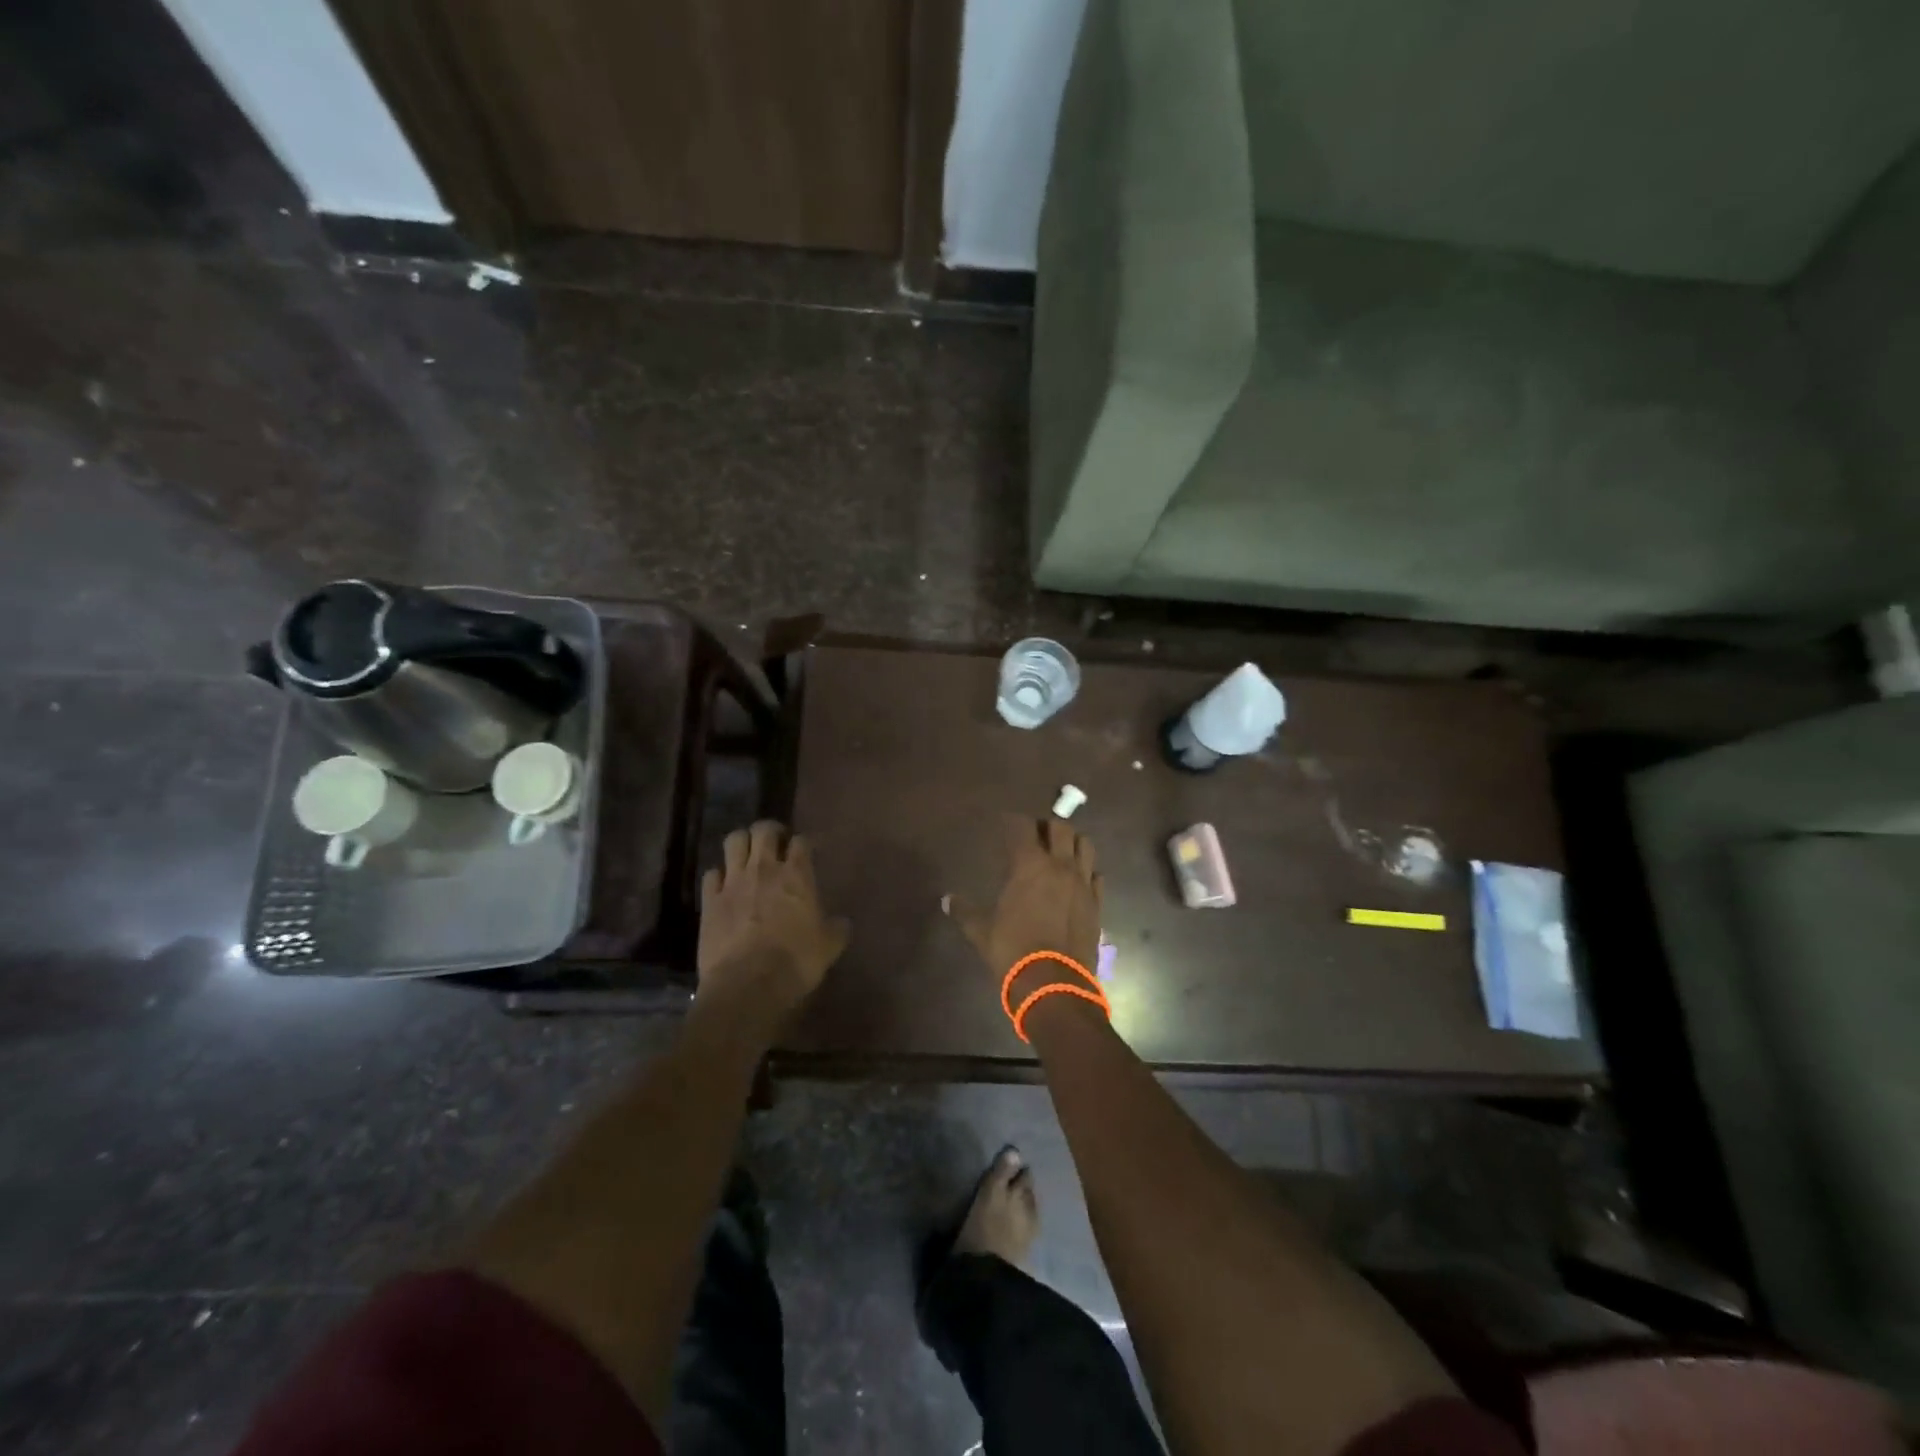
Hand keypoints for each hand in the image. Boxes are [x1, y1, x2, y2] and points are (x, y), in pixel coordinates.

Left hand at [699, 821, 848, 1015]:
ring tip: (747, 856)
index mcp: (797, 875)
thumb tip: (842, 922)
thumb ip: (836, 929)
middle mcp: (764, 869)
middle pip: (763, 830)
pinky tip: (724, 886)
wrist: (748, 984)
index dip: (803, 843)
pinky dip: (719, 876)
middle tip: (775, 844)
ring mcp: (733, 882)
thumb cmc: (796, 962)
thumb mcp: (829, 947)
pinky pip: (711, 874)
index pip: (801, 841)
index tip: (805, 853)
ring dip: (742, 843)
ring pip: (734, 841)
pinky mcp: (710, 900)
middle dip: (770, 831)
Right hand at [946, 817, 1102, 978]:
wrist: (1054, 984)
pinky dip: (1088, 871)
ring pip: (1085, 845)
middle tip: (1035, 835)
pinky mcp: (1097, 904)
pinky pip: (1097, 876)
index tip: (1006, 822)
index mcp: (1029, 865)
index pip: (1023, 827)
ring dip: (1072, 842)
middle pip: (1061, 828)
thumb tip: (946, 899)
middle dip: (1047, 826)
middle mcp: (1060, 866)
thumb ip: (965, 911)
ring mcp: (1083, 884)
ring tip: (1060, 851)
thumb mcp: (982, 932)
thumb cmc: (1013, 951)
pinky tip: (1078, 880)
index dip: (1013, 821)